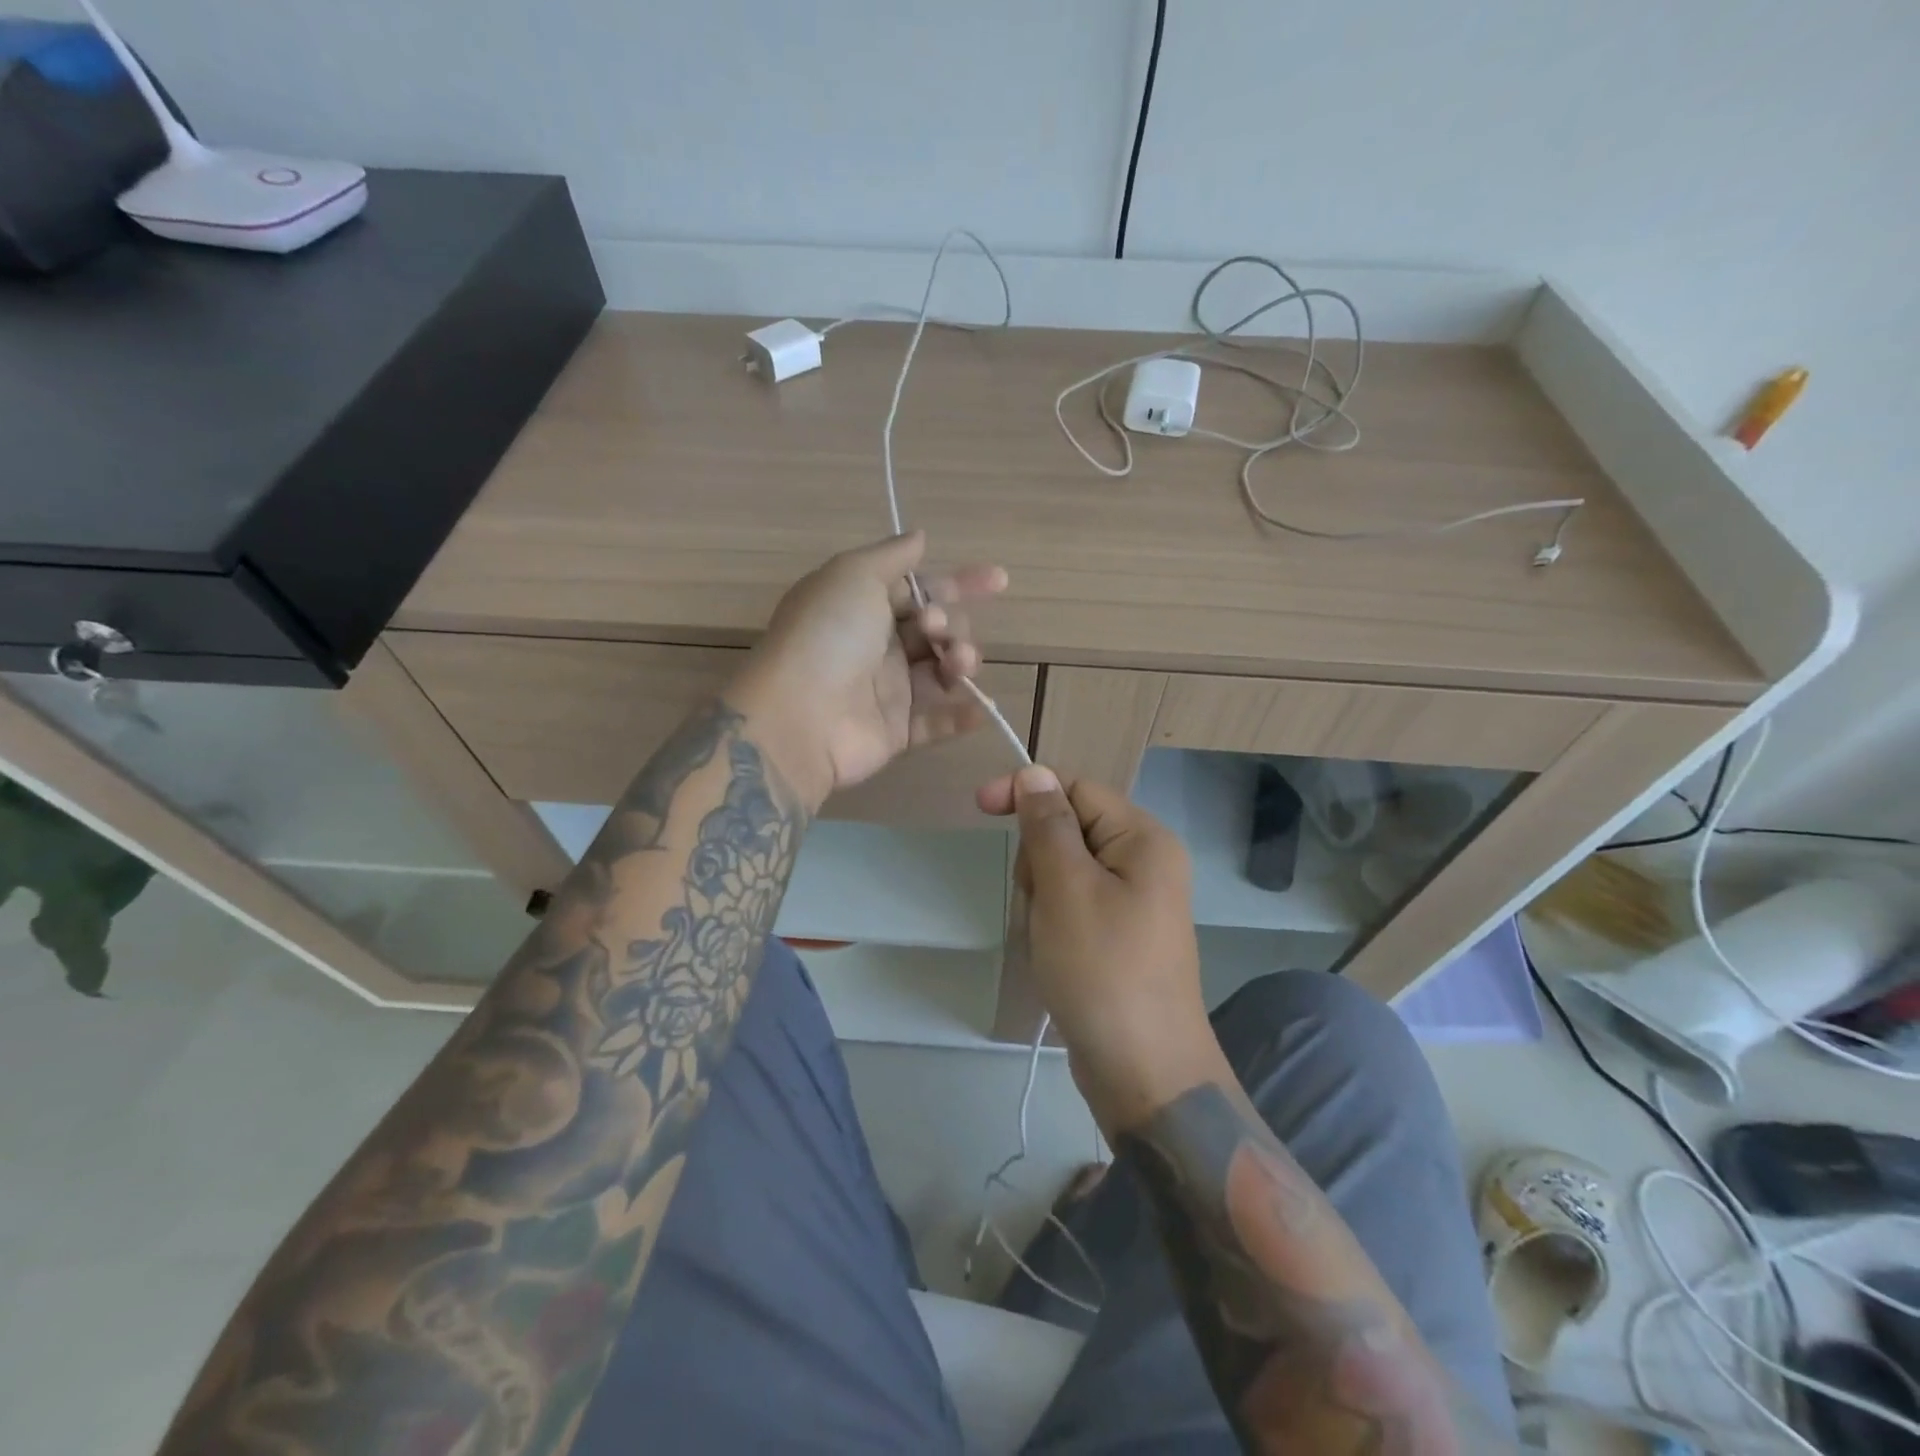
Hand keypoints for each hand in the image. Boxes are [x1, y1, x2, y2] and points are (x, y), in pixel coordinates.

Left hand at [728, 532, 1007, 812]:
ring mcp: (885, 691)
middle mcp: (876, 645)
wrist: (800, 716)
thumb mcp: (854, 575)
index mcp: (863, 605)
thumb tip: (918, 536)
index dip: (959, 583)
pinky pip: (935, 723)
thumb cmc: (828, 635)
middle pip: (936, 631)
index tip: (999, 581)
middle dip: (952, 625)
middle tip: (936, 631)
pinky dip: (961, 715)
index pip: (920, 589)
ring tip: (957, 665)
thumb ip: (892, 556)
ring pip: (940, 672)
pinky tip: (982, 709)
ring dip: (961, 663)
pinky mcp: (894, 732)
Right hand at [976, 765, 1218, 1131]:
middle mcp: (1146, 862)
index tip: (979, 807)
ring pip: (1064, 870)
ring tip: (1048, 938)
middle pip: (1069, 829)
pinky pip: (1073, 905)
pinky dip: (1053, 921)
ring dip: (1041, 897)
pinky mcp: (1120, 935)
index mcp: (1143, 839)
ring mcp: (1134, 902)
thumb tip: (1034, 773)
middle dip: (1038, 860)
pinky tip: (1054, 954)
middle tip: (1040, 904)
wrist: (1144, 1072)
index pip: (1077, 789)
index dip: (1028, 792)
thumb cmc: (1102, 969)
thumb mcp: (1066, 888)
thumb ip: (1048, 825)